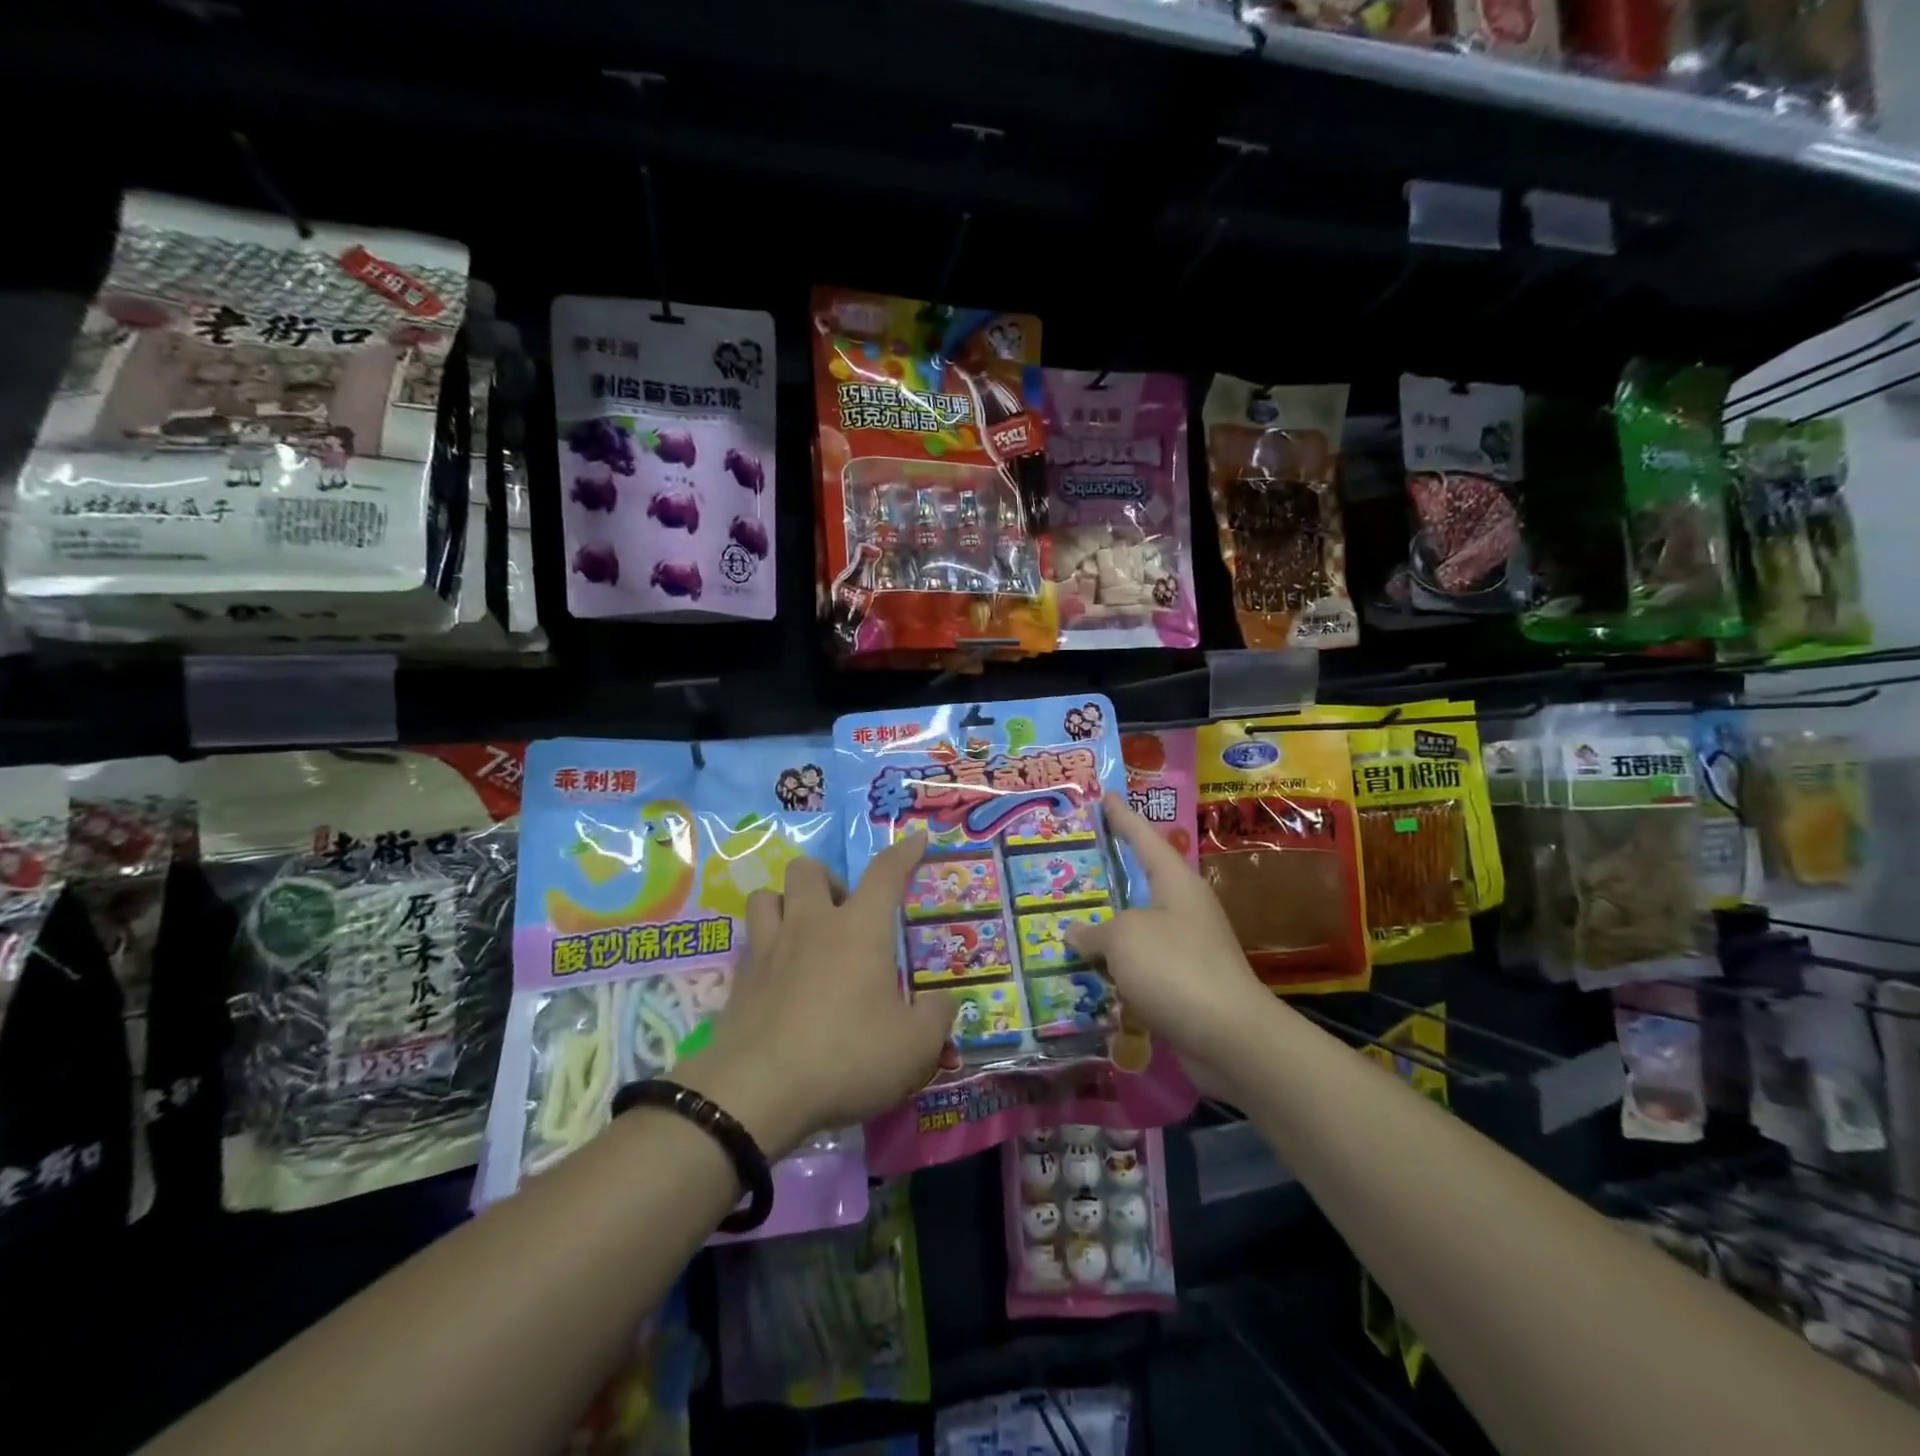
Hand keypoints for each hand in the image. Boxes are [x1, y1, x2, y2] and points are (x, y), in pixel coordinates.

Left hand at [676, 836, 952, 1158]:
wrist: (757, 1092)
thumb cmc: (846, 1057)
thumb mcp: (913, 1047)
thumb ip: (936, 1017)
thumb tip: (945, 1000)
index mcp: (859, 929)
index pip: (885, 874)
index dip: (904, 852)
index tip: (917, 838)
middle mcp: (811, 924)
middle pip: (808, 869)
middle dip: (828, 880)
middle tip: (843, 915)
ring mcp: (769, 948)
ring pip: (767, 895)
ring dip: (786, 903)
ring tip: (803, 934)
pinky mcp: (738, 978)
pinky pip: (749, 940)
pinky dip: (764, 946)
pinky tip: (777, 975)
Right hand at [1066, 792, 1270, 1075]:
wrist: (1230, 1036)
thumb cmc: (1176, 968)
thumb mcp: (1124, 938)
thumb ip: (1096, 931)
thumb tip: (1076, 934)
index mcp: (1176, 883)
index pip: (1144, 838)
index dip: (1122, 818)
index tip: (1105, 797)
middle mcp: (1184, 909)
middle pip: (1142, 882)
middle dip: (1110, 874)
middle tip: (1076, 861)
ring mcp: (1187, 947)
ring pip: (1138, 928)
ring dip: (1108, 929)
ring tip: (1069, 922)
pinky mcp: (1185, 983)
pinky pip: (1141, 965)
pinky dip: (1117, 967)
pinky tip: (1090, 973)